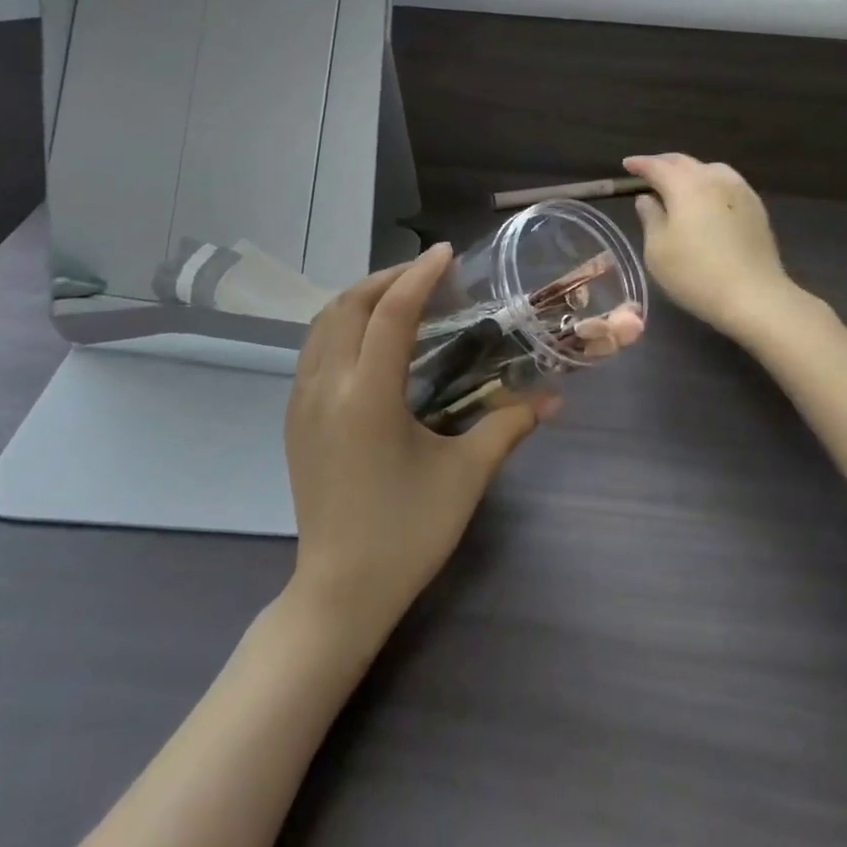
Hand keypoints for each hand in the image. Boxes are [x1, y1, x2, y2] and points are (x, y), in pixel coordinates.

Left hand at [285, 243, 543, 641]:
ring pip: (322, 324)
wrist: (339, 592)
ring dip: (359, 298)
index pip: (391, 313)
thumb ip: (508, 426)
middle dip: (386, 278)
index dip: (419, 276)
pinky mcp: (293, 418)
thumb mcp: (465, 476)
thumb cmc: (407, 533)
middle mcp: (326, 387)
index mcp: (366, 396)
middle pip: (348, 305)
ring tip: (397, 296)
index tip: (445, 254)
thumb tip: (552, 398)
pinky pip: (312, 349)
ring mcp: (301, 402)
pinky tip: (368, 338)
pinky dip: (340, 325)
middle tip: (425, 273)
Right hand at [623, 154, 798, 341]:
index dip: (640, 164)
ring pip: (710, 169)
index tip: (627, 165)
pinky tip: (707, 199)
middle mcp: (714, 179)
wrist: (754, 296)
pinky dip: (710, 183)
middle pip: (685, 162)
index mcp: (685, 185)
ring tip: (679, 183)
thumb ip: (650, 218)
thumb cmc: (695, 274)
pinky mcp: (756, 207)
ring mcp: (740, 190)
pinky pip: (727, 183)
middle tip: (648, 170)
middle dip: (663, 163)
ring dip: (690, 171)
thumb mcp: (658, 250)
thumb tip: (647, 199)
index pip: (657, 166)